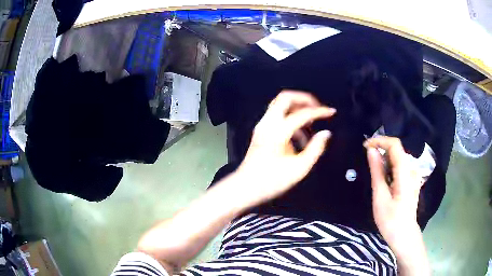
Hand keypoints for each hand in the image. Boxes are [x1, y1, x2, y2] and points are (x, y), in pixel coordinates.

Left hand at [235, 90, 334, 204]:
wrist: (245, 188)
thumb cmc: (272, 181)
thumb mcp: (299, 168)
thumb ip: (315, 149)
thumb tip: (326, 133)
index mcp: (278, 132)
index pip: (302, 113)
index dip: (320, 111)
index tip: (332, 112)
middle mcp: (268, 123)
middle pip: (286, 97)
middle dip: (304, 99)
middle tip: (318, 108)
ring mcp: (262, 126)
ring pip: (280, 105)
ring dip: (297, 109)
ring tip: (311, 124)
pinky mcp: (261, 131)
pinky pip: (277, 115)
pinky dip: (290, 118)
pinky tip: (300, 137)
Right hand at [365, 136, 429, 274]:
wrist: (404, 235)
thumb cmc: (390, 219)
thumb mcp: (380, 196)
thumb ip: (377, 171)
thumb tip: (371, 150)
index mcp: (405, 173)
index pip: (395, 145)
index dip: (380, 141)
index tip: (365, 146)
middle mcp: (412, 169)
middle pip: (397, 150)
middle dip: (381, 150)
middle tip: (367, 160)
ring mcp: (414, 175)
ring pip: (399, 158)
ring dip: (385, 159)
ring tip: (374, 171)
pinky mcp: (412, 180)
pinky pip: (401, 166)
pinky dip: (390, 167)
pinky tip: (384, 179)